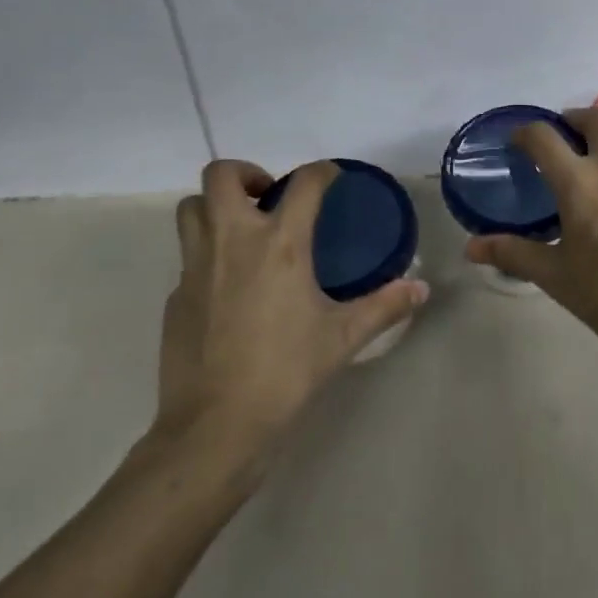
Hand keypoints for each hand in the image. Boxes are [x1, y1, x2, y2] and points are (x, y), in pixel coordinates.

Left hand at [154, 160, 428, 461]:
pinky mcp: (175, 295)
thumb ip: (385, 306)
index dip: (321, 172)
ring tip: (242, 229)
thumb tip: (422, 289)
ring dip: (215, 206)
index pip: (303, 183)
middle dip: (245, 173)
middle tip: (267, 197)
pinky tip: (229, 286)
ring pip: (191, 209)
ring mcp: (196, 267)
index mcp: (280, 245)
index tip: (332, 177)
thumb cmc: (286, 372)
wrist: (216, 425)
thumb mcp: (343, 337)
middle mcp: (232, 242)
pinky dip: (207, 254)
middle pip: (221, 176)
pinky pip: (187, 256)